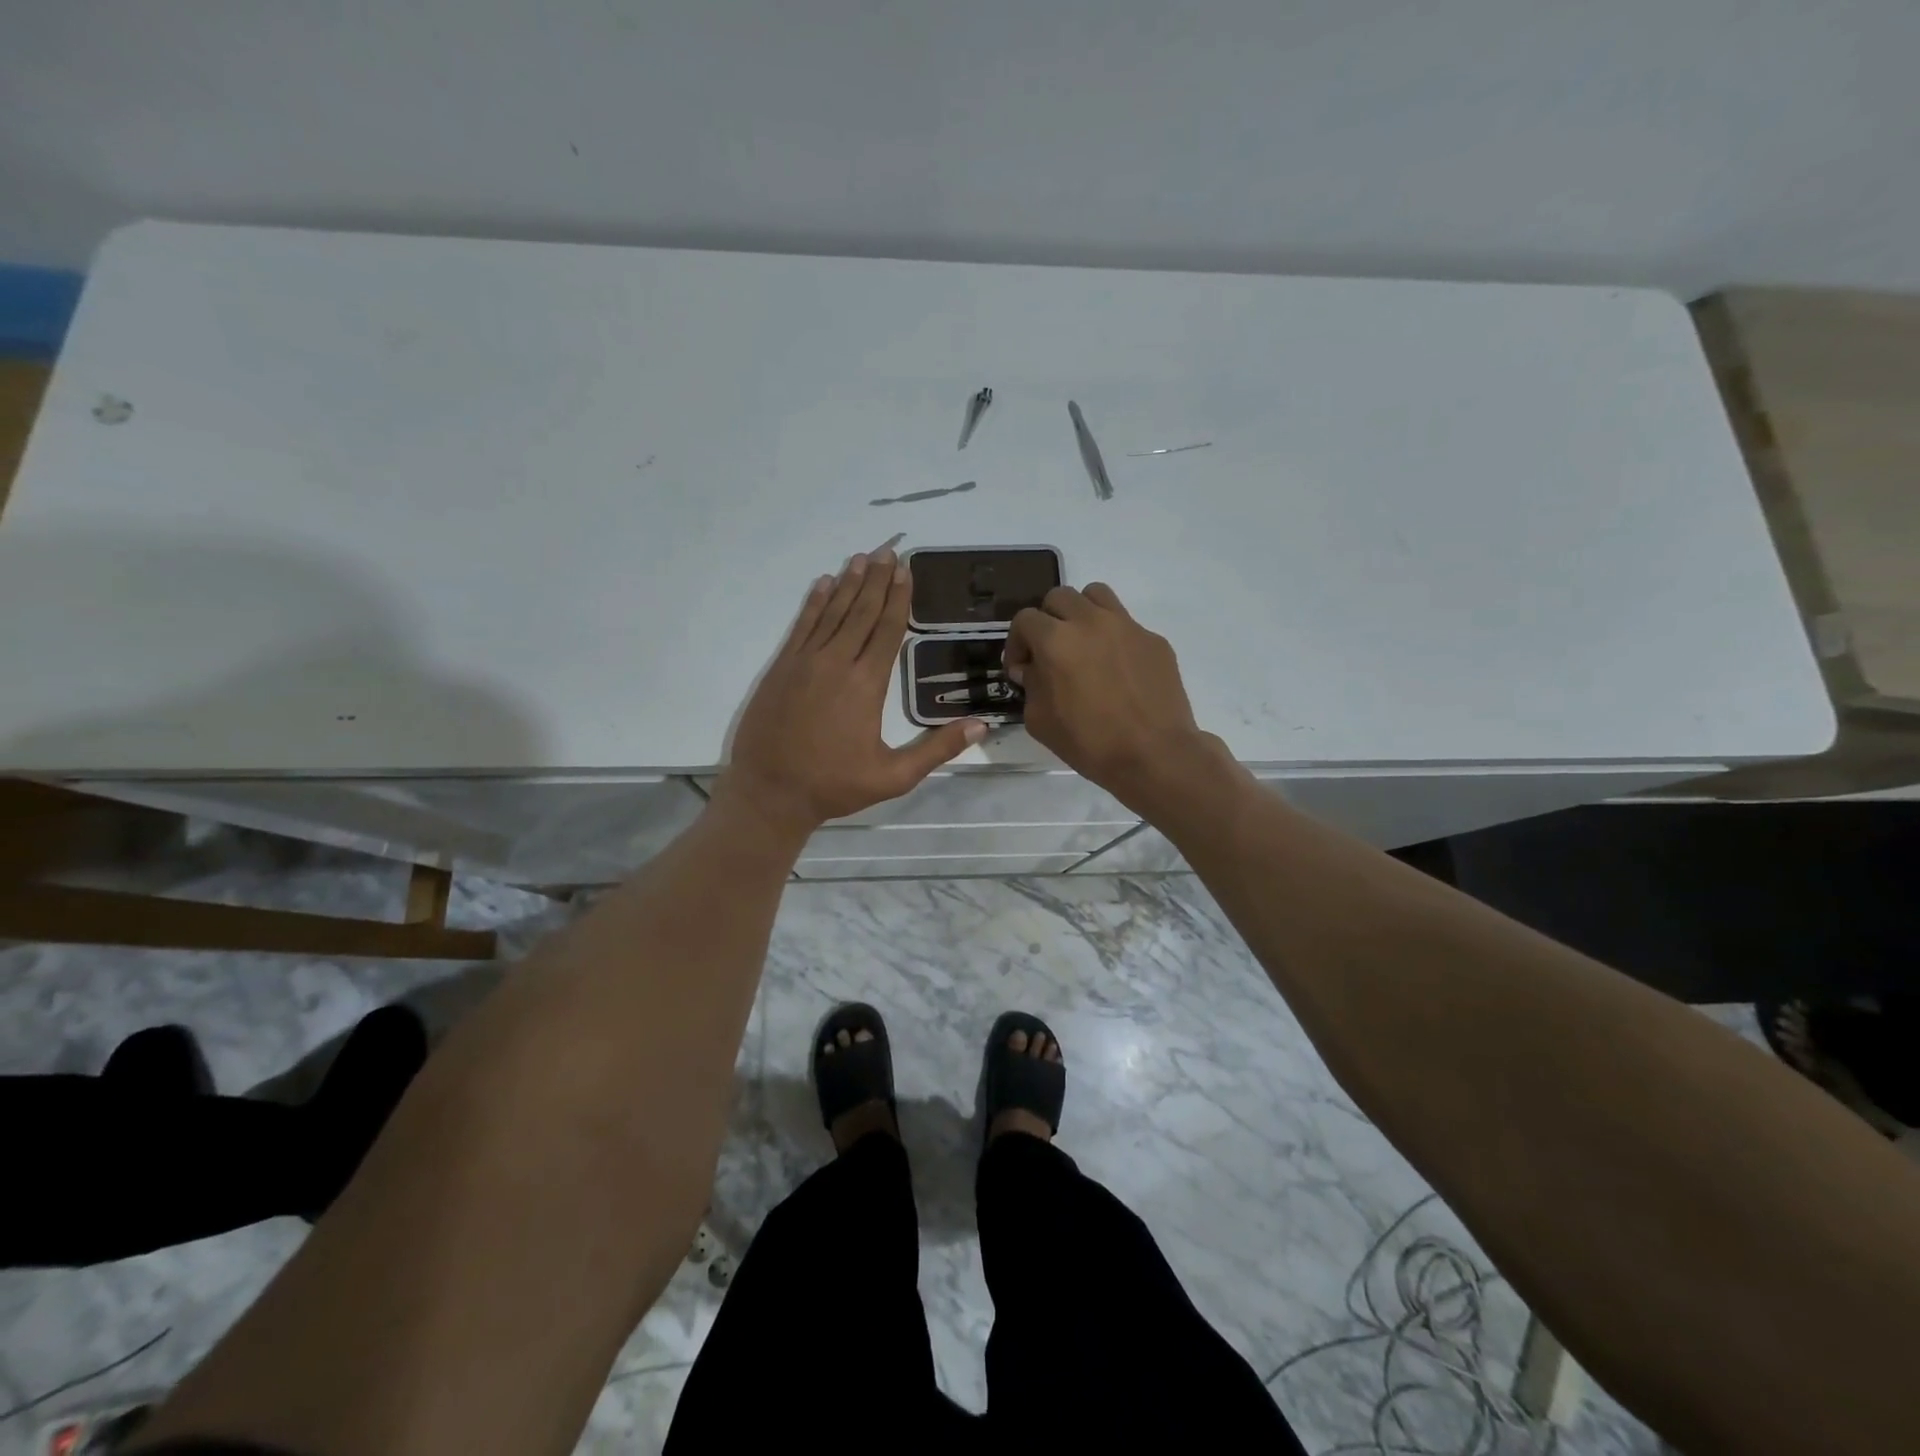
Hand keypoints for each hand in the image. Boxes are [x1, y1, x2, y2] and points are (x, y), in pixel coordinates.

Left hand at [717, 549, 986, 837]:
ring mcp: (804, 662)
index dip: (898, 598)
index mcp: (865, 684)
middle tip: (888, 549)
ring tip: (860, 557)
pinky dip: (813, 602)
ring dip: (847, 583)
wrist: (769, 792)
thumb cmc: (833, 785)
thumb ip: (936, 748)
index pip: (886, 629)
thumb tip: (980, 726)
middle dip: (876, 579)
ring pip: (831, 612)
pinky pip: (801, 625)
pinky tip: (821, 584)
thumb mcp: (893, 776)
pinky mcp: (781, 668)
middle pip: (860, 611)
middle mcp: (835, 662)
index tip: (905, 569)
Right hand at [1005, 583, 1227, 805]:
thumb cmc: (1089, 742)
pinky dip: (1113, 638)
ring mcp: (1127, 626)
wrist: (1154, 755)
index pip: (1025, 619)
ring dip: (1081, 613)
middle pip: (1059, 597)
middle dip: (1047, 621)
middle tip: (1050, 652)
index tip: (1022, 669)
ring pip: (1096, 595)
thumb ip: (1031, 686)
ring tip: (1083, 644)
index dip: (1017, 642)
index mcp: (1056, 640)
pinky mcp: (1154, 639)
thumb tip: (1034, 670)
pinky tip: (1117, 670)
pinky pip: (1126, 624)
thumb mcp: (1040, 721)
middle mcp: (1090, 622)